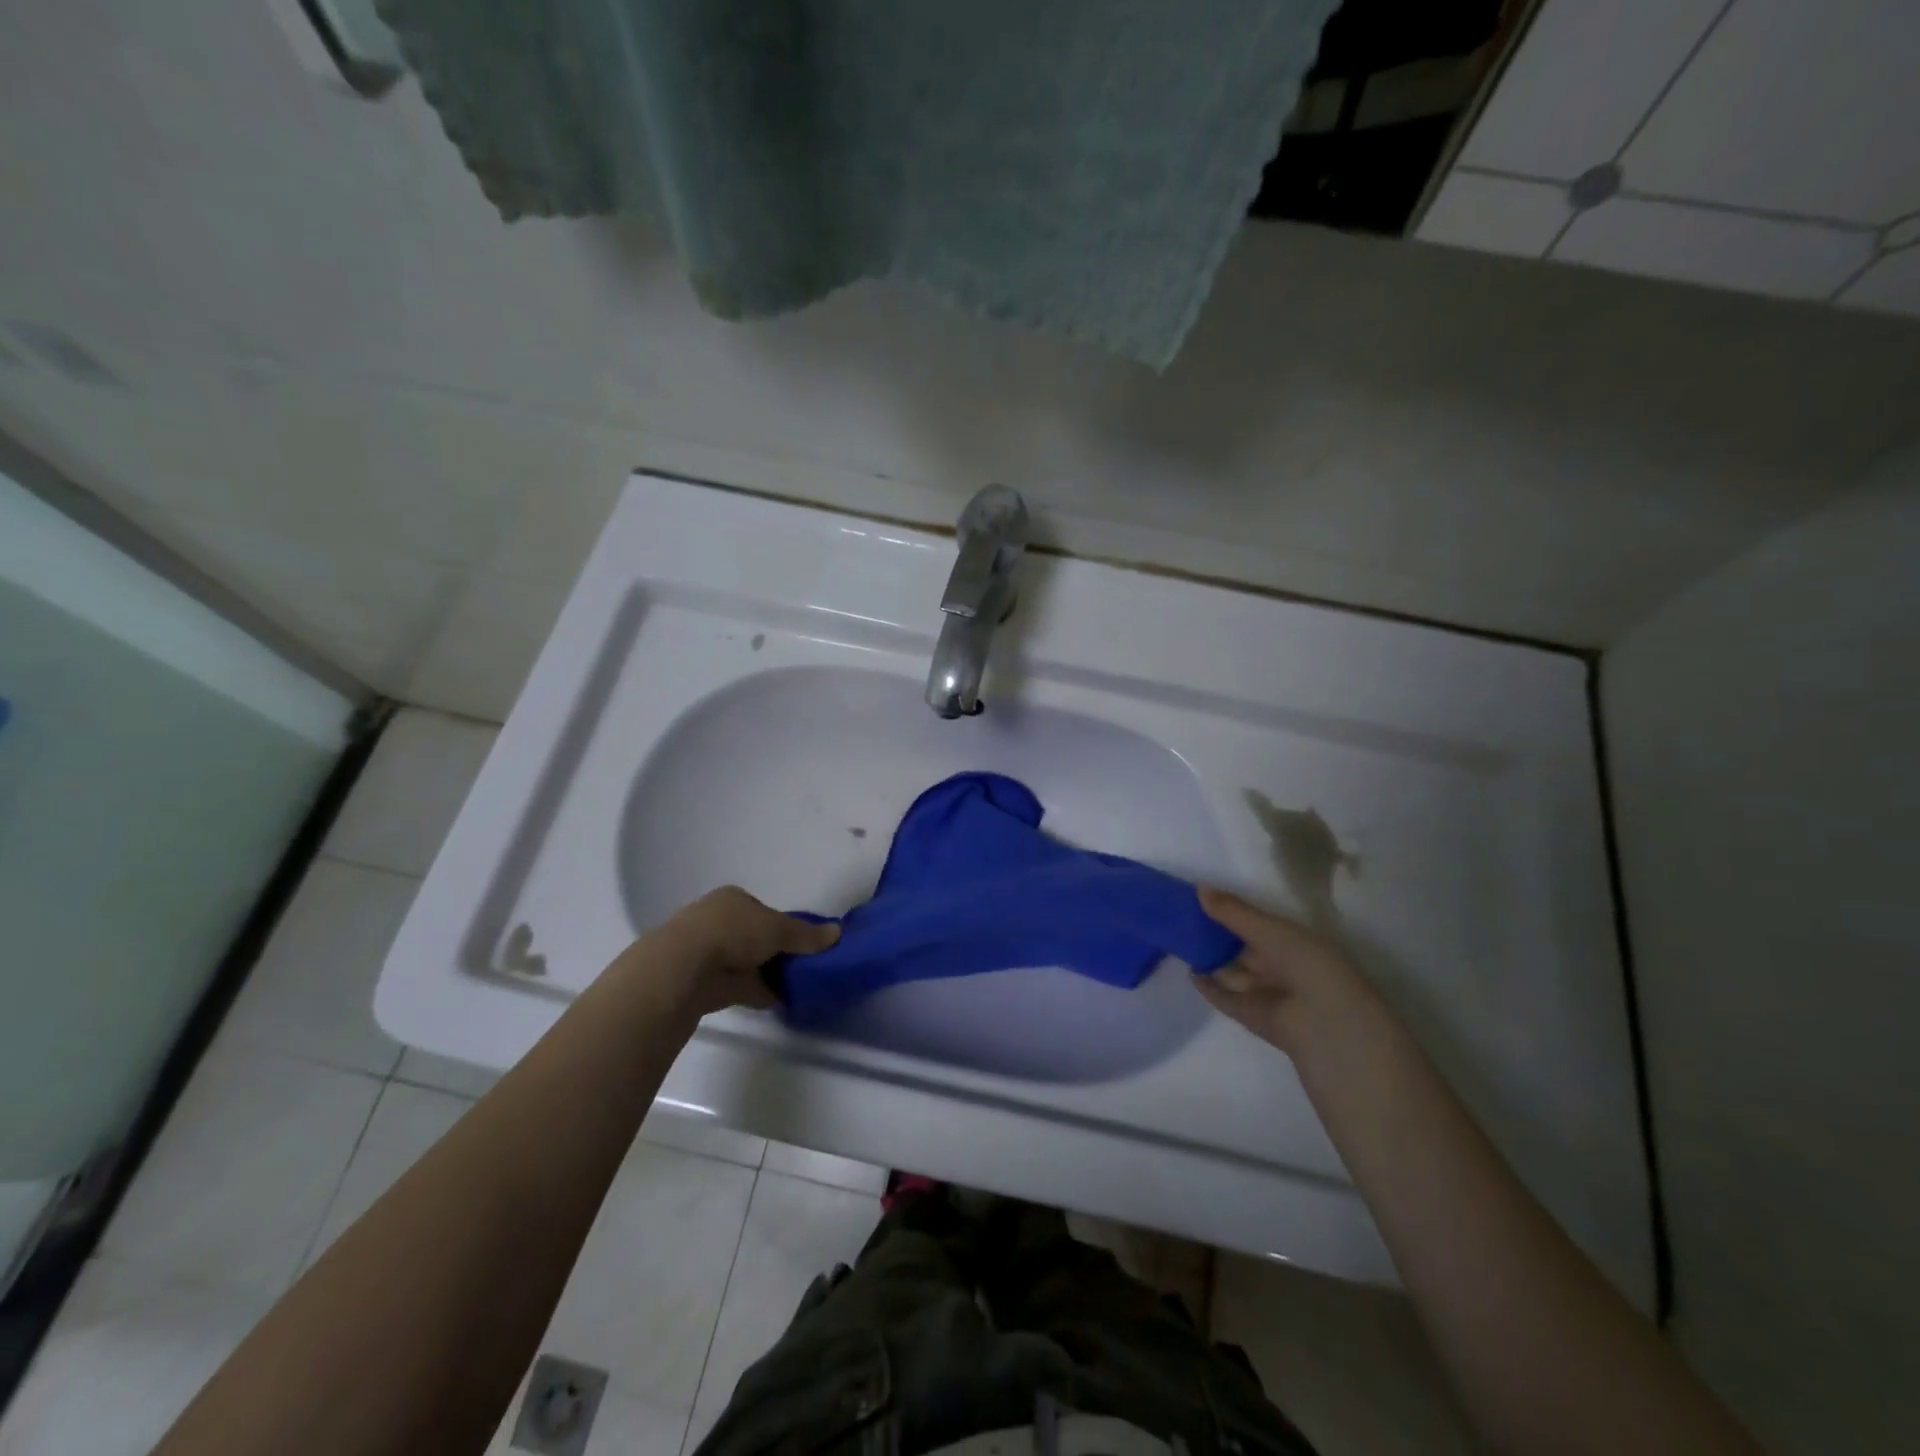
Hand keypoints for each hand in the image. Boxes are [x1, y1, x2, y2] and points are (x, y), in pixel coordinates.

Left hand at [641, 886, 839, 1020]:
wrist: (683, 969)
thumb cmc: (732, 932)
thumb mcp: (778, 928)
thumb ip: (807, 935)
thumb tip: (838, 933)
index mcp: (733, 899)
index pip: (764, 910)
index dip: (785, 925)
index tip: (804, 943)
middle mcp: (717, 920)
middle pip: (756, 936)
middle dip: (777, 951)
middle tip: (804, 966)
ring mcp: (707, 952)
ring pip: (748, 962)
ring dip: (768, 974)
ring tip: (799, 987)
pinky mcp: (704, 983)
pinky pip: (741, 986)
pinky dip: (760, 993)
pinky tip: (781, 1002)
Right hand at [1193, 888, 1379, 1054]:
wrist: (1323, 1023)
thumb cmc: (1306, 964)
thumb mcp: (1270, 930)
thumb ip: (1233, 912)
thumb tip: (1199, 889)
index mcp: (1294, 943)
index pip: (1259, 924)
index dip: (1234, 913)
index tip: (1203, 899)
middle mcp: (1281, 967)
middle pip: (1243, 949)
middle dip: (1218, 936)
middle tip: (1185, 919)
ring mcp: (1266, 992)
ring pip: (1233, 973)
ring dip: (1211, 961)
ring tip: (1181, 942)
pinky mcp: (1251, 1015)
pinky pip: (1225, 997)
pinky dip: (1208, 987)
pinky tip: (1191, 972)